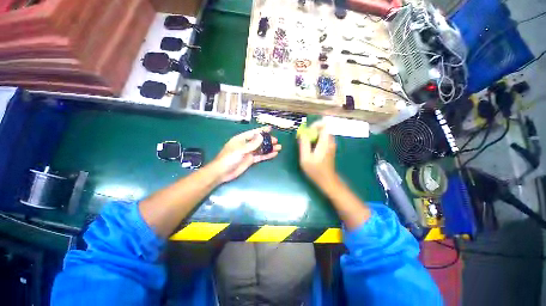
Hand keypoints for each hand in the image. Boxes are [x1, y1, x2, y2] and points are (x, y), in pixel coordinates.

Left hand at [212, 126, 280, 182]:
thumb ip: (252, 144)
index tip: (270, 128)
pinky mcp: (250, 160)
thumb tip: (261, 136)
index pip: (253, 133)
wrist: (222, 172)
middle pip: (259, 141)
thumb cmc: (229, 158)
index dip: (262, 130)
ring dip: (269, 148)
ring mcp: (249, 152)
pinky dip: (267, 155)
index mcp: (241, 139)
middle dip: (267, 140)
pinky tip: (274, 154)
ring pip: (261, 149)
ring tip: (279, 147)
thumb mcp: (240, 149)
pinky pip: (260, 156)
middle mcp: (246, 145)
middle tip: (276, 141)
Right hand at [298, 122, 336, 185]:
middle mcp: (330, 141)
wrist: (327, 180)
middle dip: (312, 130)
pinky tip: (310, 148)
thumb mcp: (305, 158)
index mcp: (325, 142)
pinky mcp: (329, 148)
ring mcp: (331, 145)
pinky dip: (316, 139)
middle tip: (304, 137)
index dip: (315, 124)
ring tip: (306, 143)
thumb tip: (302, 133)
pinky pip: (323, 138)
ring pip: (323, 133)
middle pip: (323, 128)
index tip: (306, 131)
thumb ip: (304, 144)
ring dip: (313, 135)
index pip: (324, 125)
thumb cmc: (315, 170)